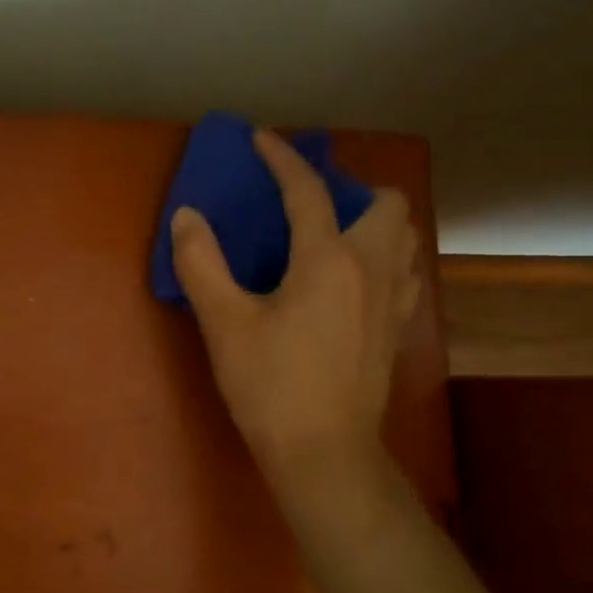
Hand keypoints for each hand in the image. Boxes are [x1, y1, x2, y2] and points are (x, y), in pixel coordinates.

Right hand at [170, 130, 419, 499]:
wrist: (324, 454)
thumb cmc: (271, 386)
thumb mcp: (224, 324)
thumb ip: (202, 264)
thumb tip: (187, 217)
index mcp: (328, 260)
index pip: (308, 191)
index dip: (282, 158)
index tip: (261, 139)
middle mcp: (371, 269)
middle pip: (387, 204)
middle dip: (353, 190)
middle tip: (311, 208)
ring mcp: (393, 301)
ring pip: (405, 238)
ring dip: (375, 224)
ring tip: (336, 238)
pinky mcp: (397, 330)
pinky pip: (403, 273)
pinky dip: (383, 260)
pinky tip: (352, 283)